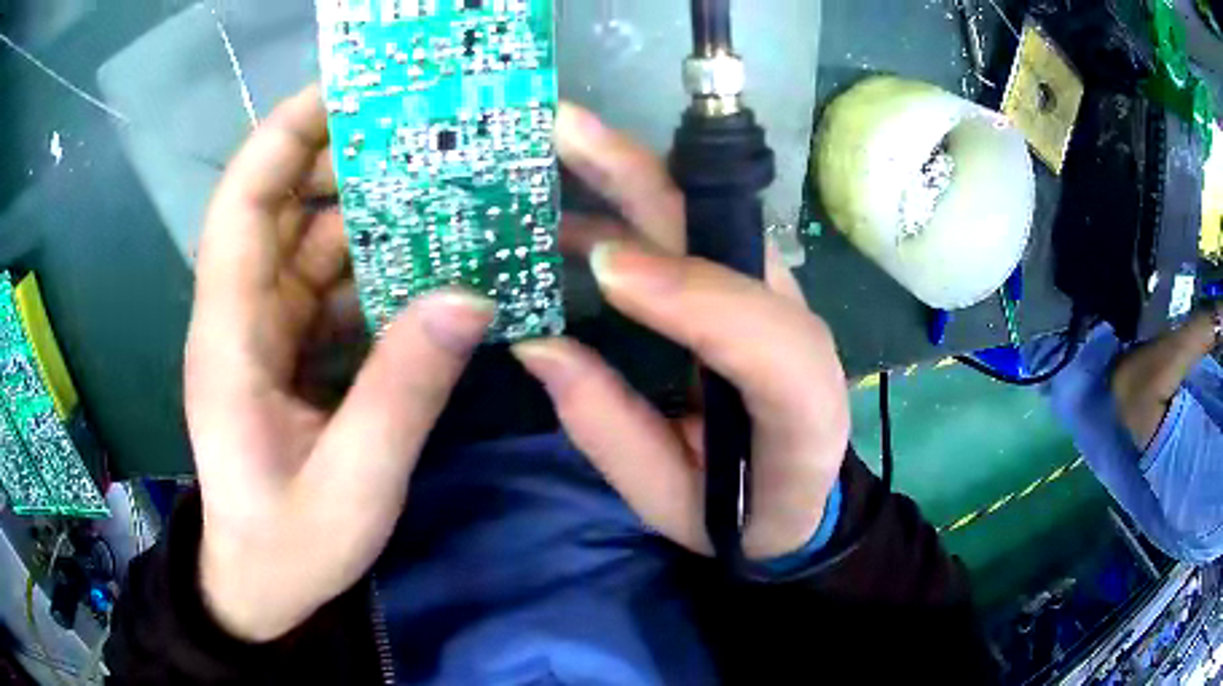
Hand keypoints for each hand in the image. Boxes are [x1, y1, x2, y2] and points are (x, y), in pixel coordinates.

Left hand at [186, 86, 492, 641]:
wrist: (261, 585)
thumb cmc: (288, 546)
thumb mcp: (353, 486)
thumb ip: (404, 393)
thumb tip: (469, 297)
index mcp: (230, 337)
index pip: (242, 202)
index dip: (285, 134)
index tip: (349, 91)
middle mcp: (240, 316)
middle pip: (280, 206)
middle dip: (342, 160)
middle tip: (423, 139)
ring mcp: (262, 333)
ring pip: (308, 243)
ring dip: (367, 214)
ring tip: (439, 191)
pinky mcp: (284, 353)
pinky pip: (327, 287)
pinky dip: (372, 267)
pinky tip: (425, 266)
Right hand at [517, 106, 850, 559]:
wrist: (794, 502)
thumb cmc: (742, 513)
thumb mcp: (674, 503)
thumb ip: (611, 432)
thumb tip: (537, 343)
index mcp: (801, 404)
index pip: (763, 336)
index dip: (687, 293)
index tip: (602, 264)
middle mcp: (793, 326)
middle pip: (728, 236)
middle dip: (641, 174)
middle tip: (564, 128)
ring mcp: (766, 295)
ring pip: (699, 215)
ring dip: (624, 176)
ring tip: (550, 150)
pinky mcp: (738, 287)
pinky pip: (681, 232)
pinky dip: (621, 210)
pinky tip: (566, 208)